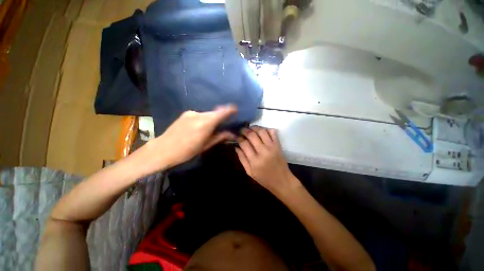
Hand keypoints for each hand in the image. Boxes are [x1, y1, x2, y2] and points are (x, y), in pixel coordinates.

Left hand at [141, 105, 236, 171]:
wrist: (163, 149)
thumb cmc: (186, 151)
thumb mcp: (205, 145)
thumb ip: (220, 137)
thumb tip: (232, 134)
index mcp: (205, 123)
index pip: (221, 113)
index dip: (230, 110)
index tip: (235, 110)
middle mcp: (199, 114)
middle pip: (215, 113)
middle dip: (221, 117)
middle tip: (224, 124)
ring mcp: (191, 113)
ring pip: (207, 114)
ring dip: (212, 119)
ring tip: (210, 129)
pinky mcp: (186, 113)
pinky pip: (200, 114)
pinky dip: (204, 119)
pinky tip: (199, 127)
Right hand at [235, 126, 300, 196]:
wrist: (282, 181)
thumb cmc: (264, 179)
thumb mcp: (250, 172)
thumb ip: (242, 159)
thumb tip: (236, 147)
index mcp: (254, 160)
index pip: (244, 144)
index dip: (239, 138)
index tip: (237, 137)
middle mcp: (263, 151)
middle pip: (252, 135)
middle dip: (245, 131)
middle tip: (242, 130)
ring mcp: (272, 147)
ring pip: (262, 131)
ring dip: (254, 128)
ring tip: (250, 128)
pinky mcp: (278, 145)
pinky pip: (273, 132)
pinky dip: (266, 129)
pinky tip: (262, 131)